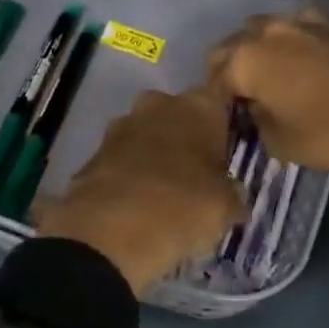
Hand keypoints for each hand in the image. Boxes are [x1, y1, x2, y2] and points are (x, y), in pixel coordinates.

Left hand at [36, 87, 246, 294]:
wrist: (110, 230)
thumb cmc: (183, 207)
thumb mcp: (225, 208)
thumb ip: (232, 194)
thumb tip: (234, 195)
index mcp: (199, 106)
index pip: (219, 97)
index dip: (223, 119)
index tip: (228, 142)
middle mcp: (159, 104)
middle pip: (178, 112)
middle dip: (185, 134)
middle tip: (197, 169)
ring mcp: (122, 123)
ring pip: (146, 131)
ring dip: (154, 151)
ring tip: (164, 187)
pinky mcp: (95, 149)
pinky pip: (121, 155)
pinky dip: (128, 170)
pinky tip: (135, 198)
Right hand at [207, 14, 328, 196]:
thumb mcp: (280, 143)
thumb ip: (256, 122)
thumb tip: (256, 109)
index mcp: (245, 59)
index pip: (213, 77)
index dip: (216, 101)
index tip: (225, 119)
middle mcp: (267, 32)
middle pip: (233, 45)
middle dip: (231, 68)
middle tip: (242, 97)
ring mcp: (302, 22)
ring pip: (265, 30)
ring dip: (261, 50)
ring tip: (272, 77)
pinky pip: (299, 31)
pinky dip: (293, 46)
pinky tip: (305, 66)